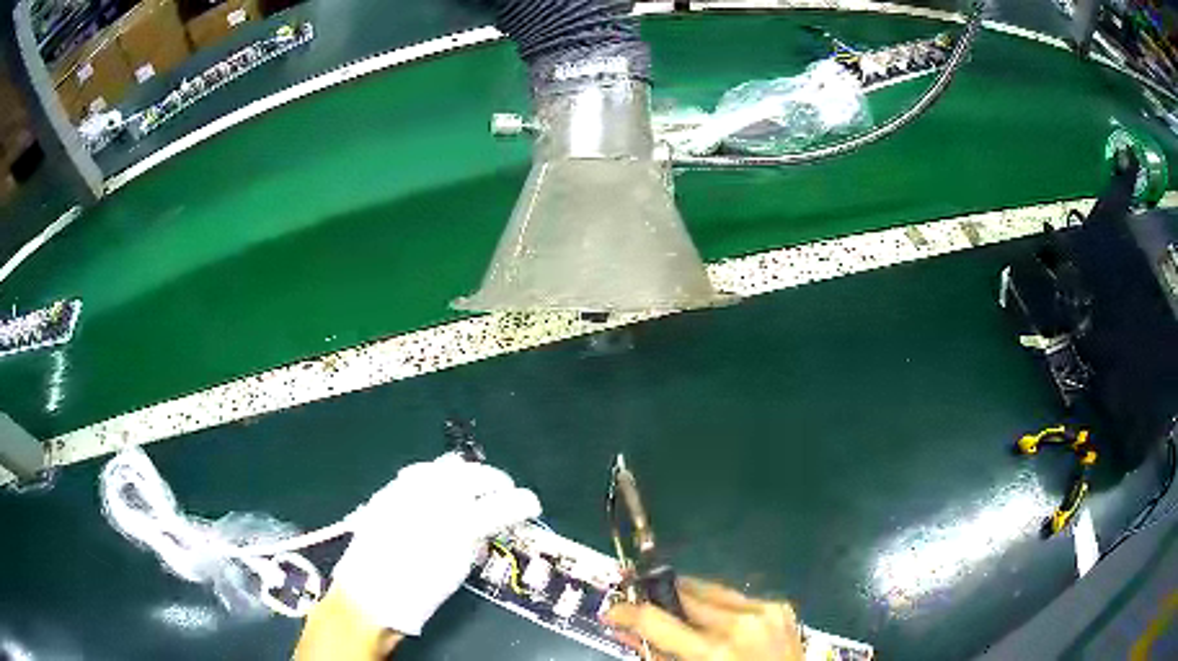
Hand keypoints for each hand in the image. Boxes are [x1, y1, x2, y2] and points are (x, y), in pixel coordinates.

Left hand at [330, 453, 541, 635]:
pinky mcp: (391, 489)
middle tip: (504, 494)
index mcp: (460, 524)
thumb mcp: (458, 571)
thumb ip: (476, 542)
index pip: (503, 503)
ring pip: (449, 465)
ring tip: (472, 489)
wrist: (368, 593)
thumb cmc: (418, 593)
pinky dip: (438, 476)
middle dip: (498, 482)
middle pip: (478, 474)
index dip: (524, 502)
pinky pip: (421, 471)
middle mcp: (437, 497)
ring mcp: (410, 488)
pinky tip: (439, 489)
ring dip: (468, 475)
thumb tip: (486, 526)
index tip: (531, 505)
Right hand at [604, 577, 803, 660]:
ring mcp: (765, 610)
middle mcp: (740, 622)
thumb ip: (659, 657)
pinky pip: (735, 597)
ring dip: (687, 598)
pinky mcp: (780, 606)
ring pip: (710, 589)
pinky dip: (717, 605)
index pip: (654, 619)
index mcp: (714, 651)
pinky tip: (711, 618)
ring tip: (674, 609)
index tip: (610, 611)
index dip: (626, 612)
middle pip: (684, 593)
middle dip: (658, 597)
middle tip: (639, 603)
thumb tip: (627, 633)